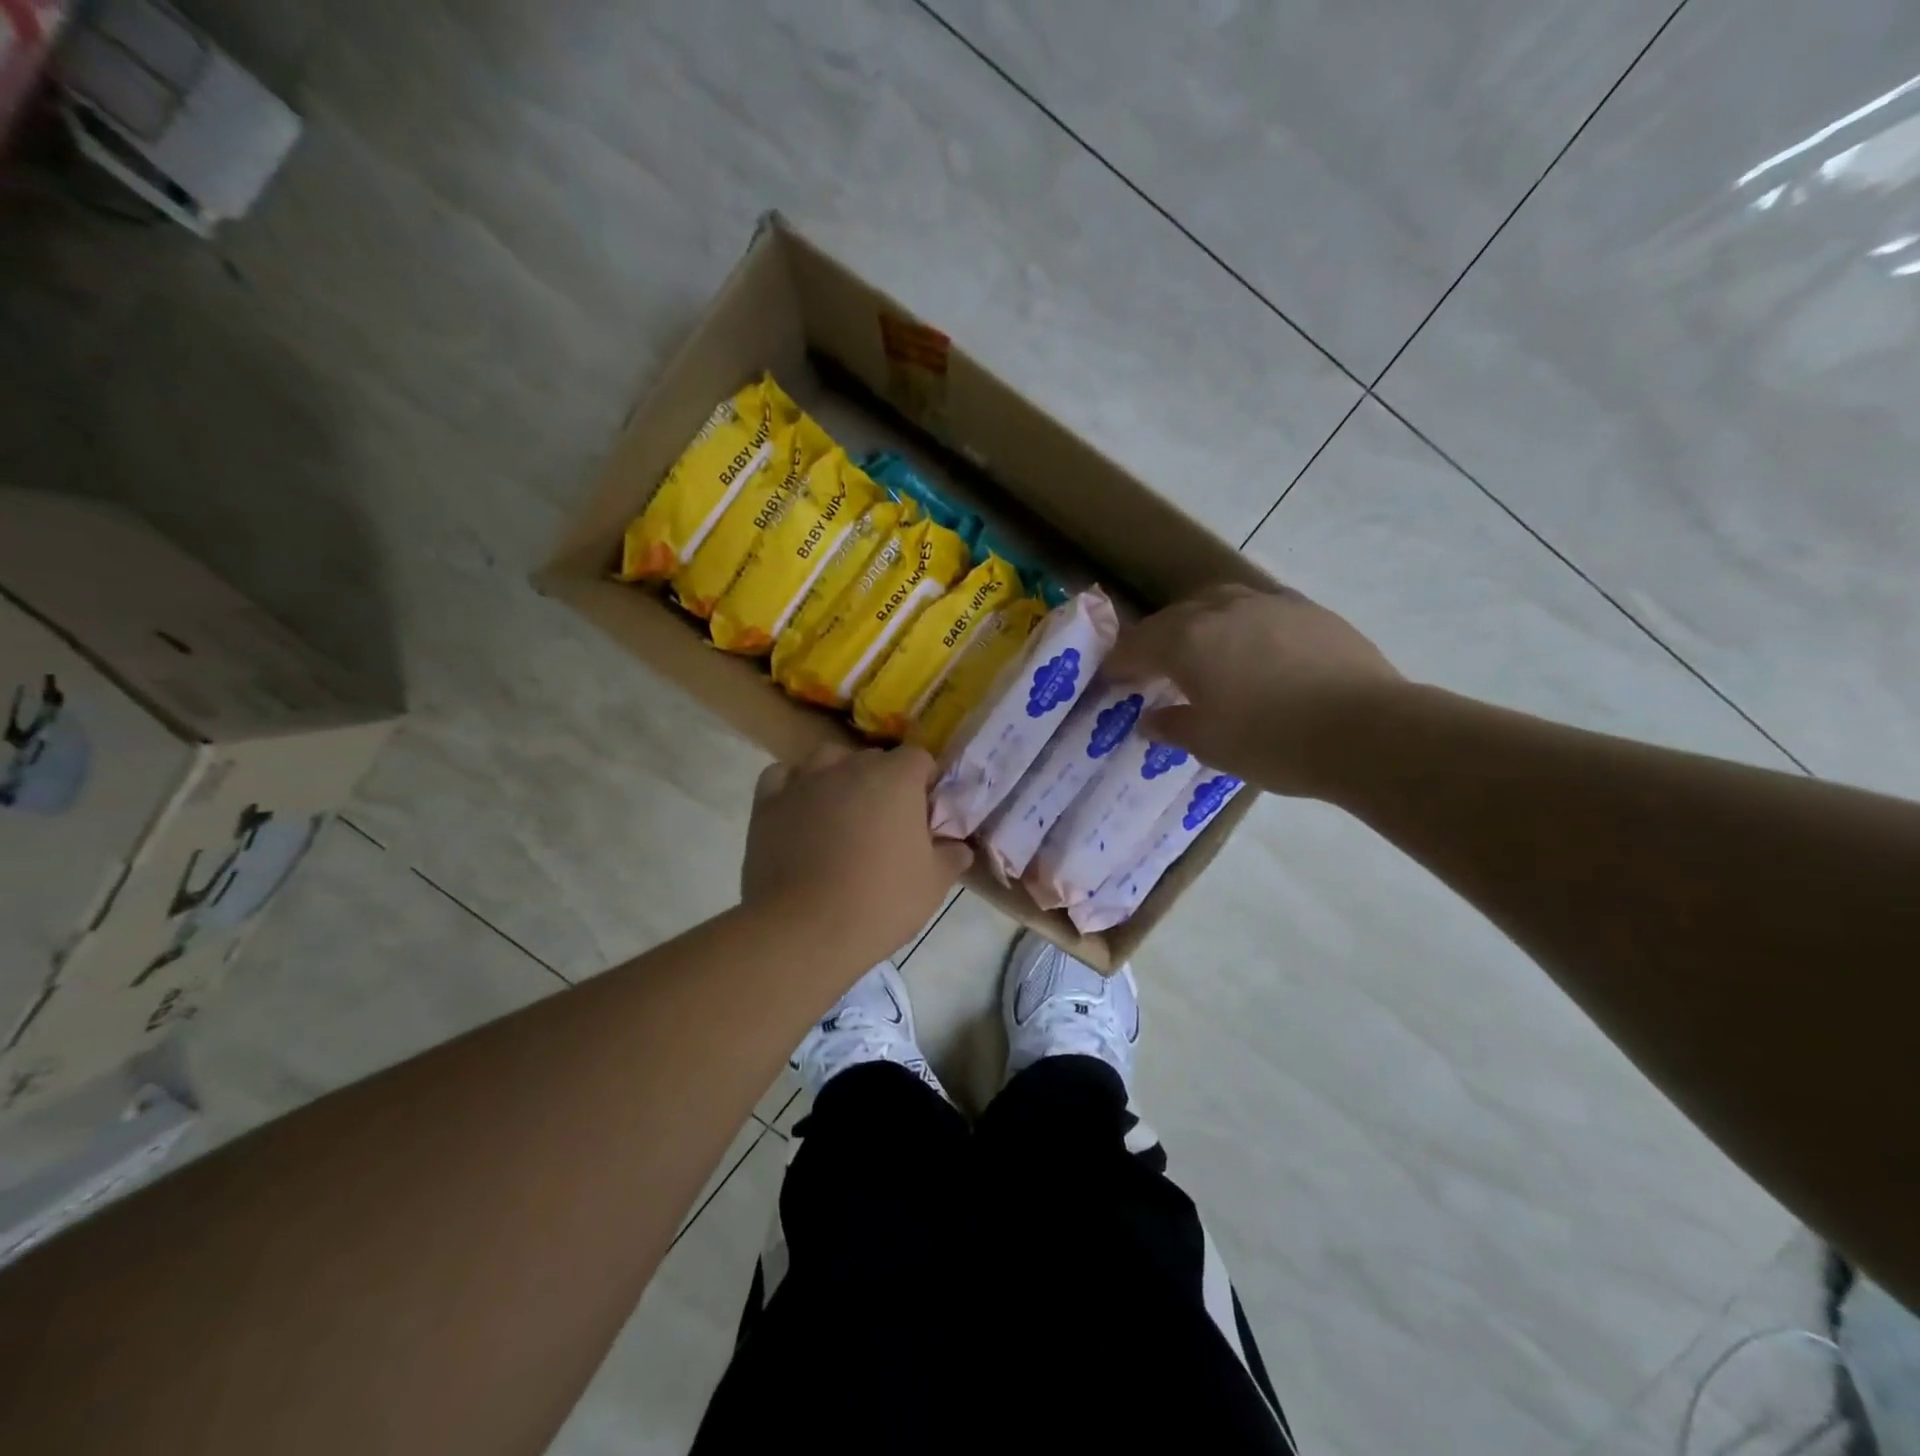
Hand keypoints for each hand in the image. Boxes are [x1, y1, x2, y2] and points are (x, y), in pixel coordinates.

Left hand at [742, 742, 972, 962]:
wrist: (804, 930)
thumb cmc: (880, 902)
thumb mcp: (933, 884)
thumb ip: (951, 856)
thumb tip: (959, 846)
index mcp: (895, 778)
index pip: (918, 758)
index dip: (924, 783)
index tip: (923, 815)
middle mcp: (849, 766)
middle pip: (873, 759)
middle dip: (883, 783)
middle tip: (885, 825)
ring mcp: (804, 780)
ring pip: (828, 761)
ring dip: (839, 778)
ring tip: (841, 815)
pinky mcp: (768, 801)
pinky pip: (784, 777)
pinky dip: (795, 787)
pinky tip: (800, 811)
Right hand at [1105, 583, 1403, 796]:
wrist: (1367, 731)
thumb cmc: (1273, 742)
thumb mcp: (1210, 744)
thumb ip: (1172, 726)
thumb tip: (1150, 719)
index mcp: (1187, 641)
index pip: (1137, 645)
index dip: (1119, 663)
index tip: (1111, 679)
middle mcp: (1221, 610)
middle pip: (1173, 617)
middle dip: (1154, 641)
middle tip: (1150, 668)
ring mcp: (1268, 604)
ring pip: (1217, 601)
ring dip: (1197, 623)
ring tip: (1200, 650)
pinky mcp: (1307, 610)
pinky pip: (1257, 609)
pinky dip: (1240, 625)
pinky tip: (1252, 649)